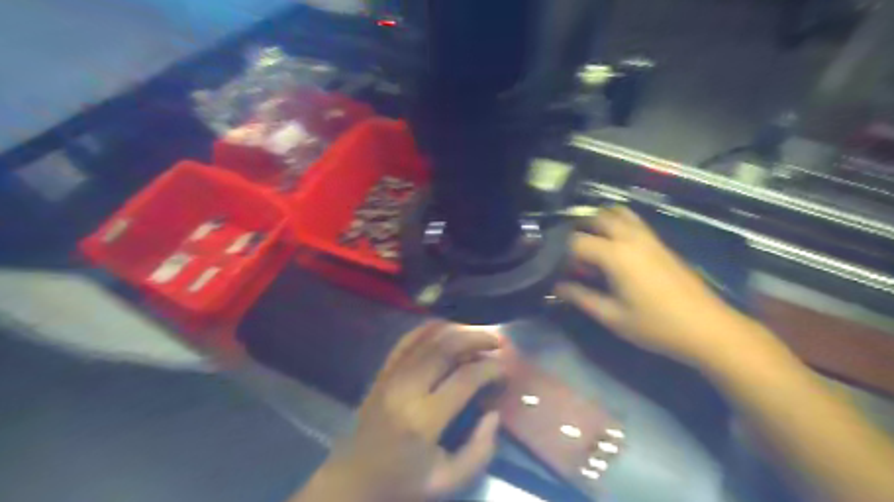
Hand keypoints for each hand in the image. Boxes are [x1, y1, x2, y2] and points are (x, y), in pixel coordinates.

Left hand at [310, 323, 502, 500]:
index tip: (506, 367)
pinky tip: (446, 327)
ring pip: (427, 339)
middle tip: (498, 342)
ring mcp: (391, 376)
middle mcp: (406, 388)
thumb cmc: (402, 483)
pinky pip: (405, 341)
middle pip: (446, 348)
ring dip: (457, 331)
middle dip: (477, 339)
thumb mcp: (447, 481)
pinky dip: (427, 329)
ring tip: (479, 334)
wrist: (353, 481)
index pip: (465, 378)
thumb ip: (480, 450)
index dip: (491, 368)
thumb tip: (494, 413)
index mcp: (423, 418)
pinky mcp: (382, 373)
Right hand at [557, 205, 756, 366]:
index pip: (576, 241)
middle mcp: (630, 237)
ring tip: (590, 243)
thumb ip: (581, 297)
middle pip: (596, 217)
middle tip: (568, 252)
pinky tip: (613, 247)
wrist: (708, 328)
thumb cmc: (656, 325)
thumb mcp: (612, 316)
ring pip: (617, 213)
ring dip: (599, 221)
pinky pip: (632, 221)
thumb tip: (557, 287)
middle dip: (577, 229)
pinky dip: (616, 224)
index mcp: (615, 254)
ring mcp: (648, 237)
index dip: (560, 252)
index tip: (554, 267)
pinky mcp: (660, 242)